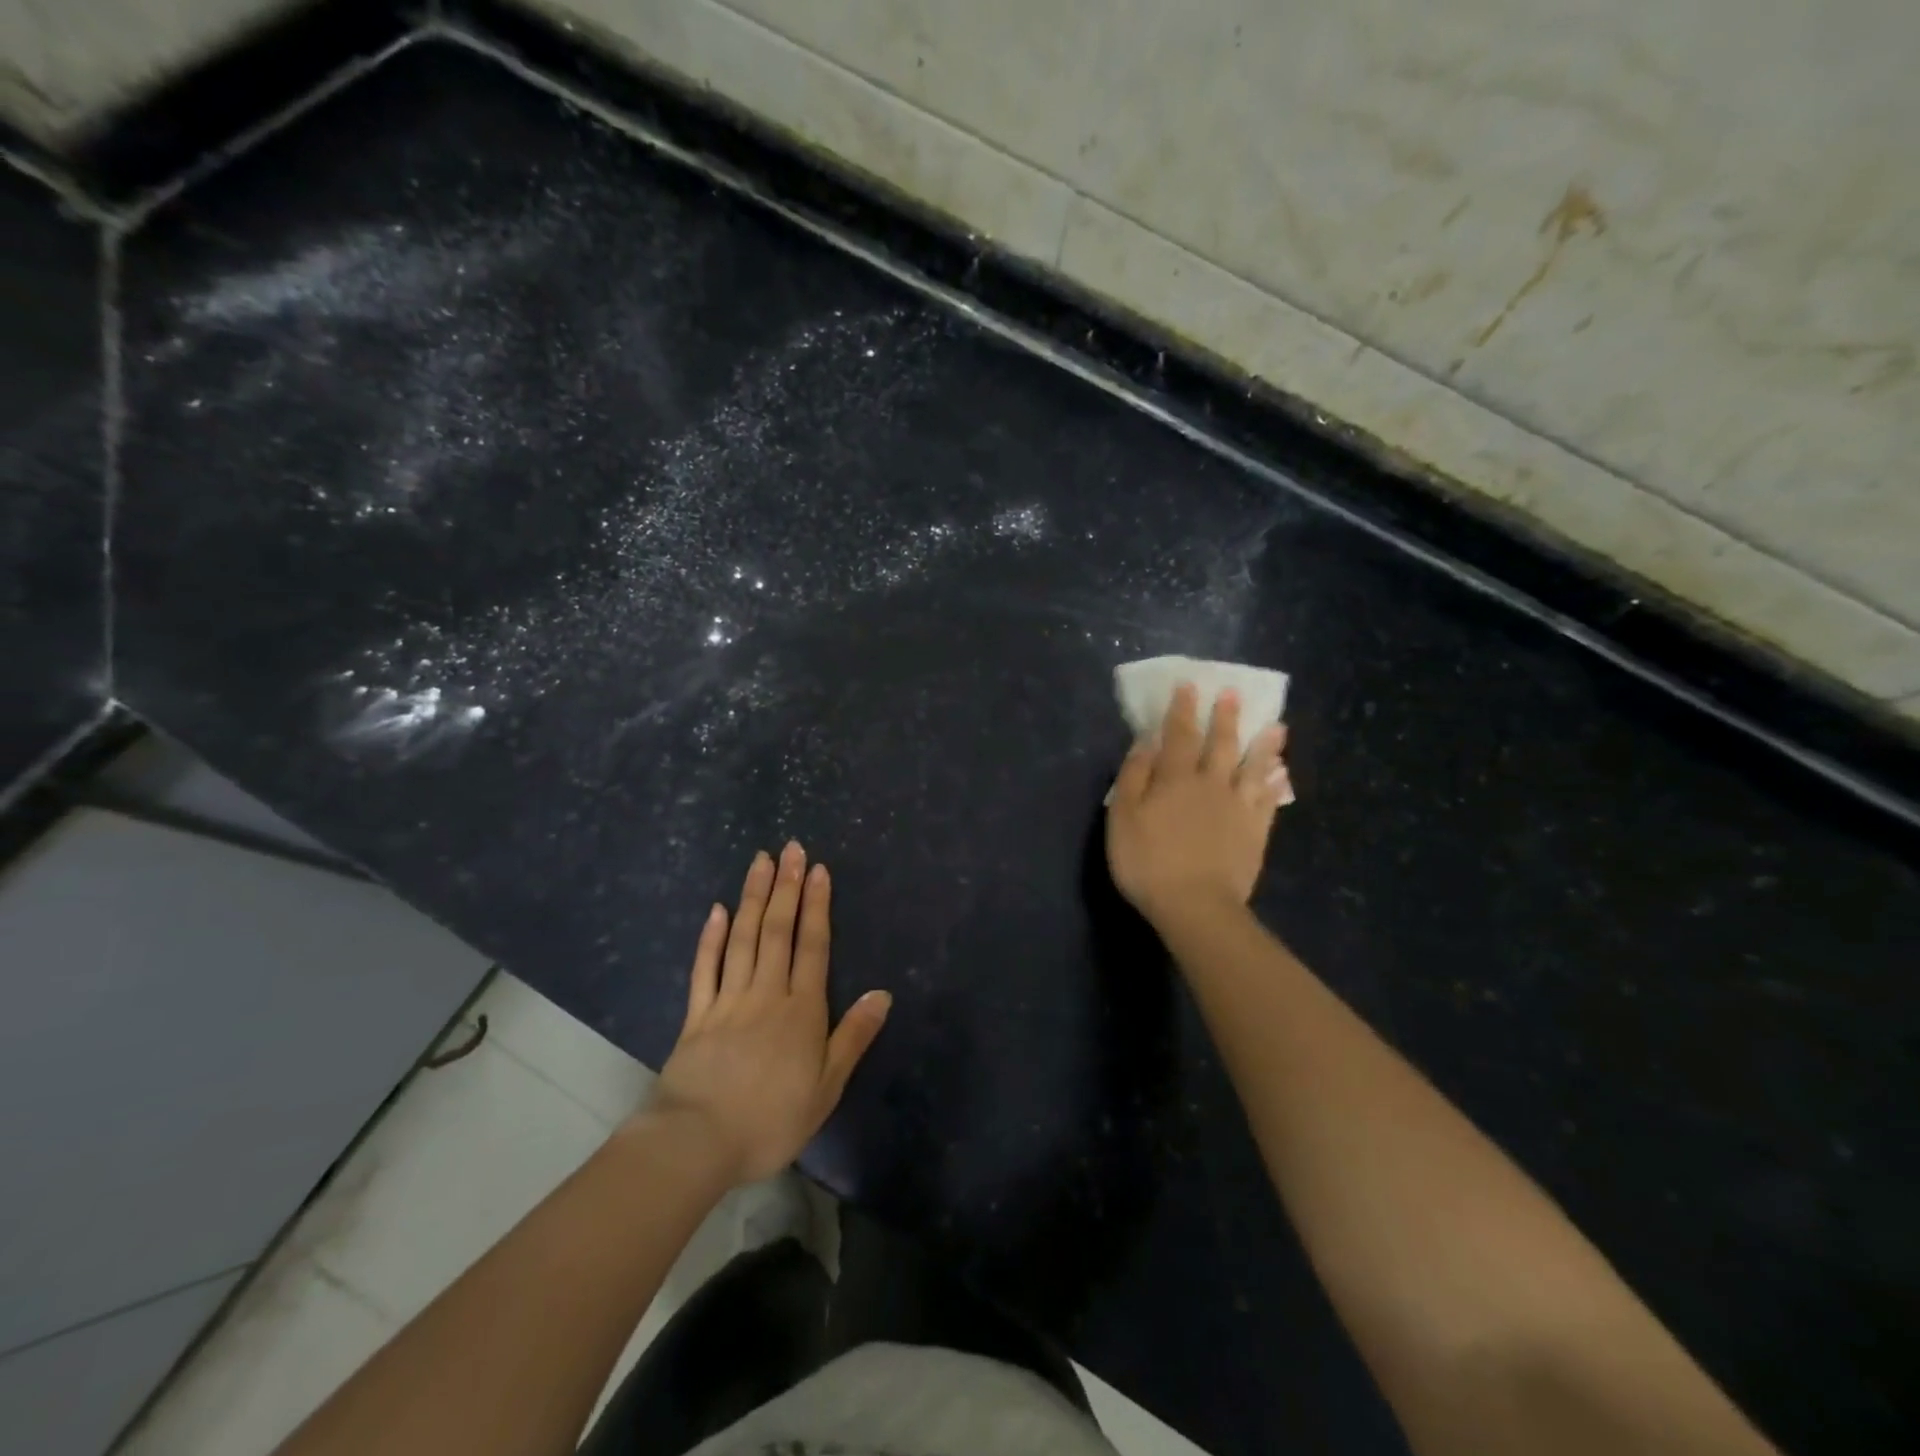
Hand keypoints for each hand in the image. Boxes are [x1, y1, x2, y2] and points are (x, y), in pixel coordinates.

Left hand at [646, 843, 891, 1185]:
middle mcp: (767, 993)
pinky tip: (717, 909)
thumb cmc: (771, 1120)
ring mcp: (728, 1000)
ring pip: (743, 939)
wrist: (698, 1144)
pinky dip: (711, 937)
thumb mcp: (827, 1087)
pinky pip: (705, 968)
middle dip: (786, 887)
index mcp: (802, 1010)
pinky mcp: (696, 1015)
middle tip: (790, 848)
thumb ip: (853, 1036)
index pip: (813, 946)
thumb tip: (883, 993)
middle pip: (778, 931)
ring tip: (760, 862)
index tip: (817, 870)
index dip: (816, 906)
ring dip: (753, 897)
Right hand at [1106, 682, 1291, 925]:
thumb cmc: (1148, 862)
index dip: (1182, 710)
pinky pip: (1268, 800)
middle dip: (1225, 717)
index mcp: (1174, 779)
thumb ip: (1133, 776)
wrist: (1195, 906)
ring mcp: (1237, 807)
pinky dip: (1275, 783)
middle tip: (1232, 693)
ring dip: (1262, 745)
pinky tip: (1282, 773)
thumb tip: (1145, 742)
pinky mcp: (1255, 832)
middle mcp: (1210, 784)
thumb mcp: (1122, 818)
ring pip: (1252, 768)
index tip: (1189, 686)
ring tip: (1275, 725)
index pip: (1178, 735)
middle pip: (1220, 744)